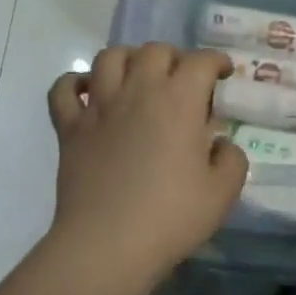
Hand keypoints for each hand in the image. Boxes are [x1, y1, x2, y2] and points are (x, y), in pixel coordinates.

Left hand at [46, 44, 246, 284]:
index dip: (217, 61)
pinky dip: (75, 82)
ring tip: (138, 76)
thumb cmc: (171, 216)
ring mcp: (99, 106)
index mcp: (179, 101)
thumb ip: (231, 159)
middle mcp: (138, 91)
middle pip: (155, 50)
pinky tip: (89, 92)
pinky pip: (64, 88)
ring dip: (128, 58)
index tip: (224, 74)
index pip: (201, 61)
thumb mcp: (223, 192)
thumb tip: (219, 143)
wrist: (108, 244)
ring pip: (109, 57)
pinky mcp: (70, 127)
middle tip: (183, 80)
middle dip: (175, 57)